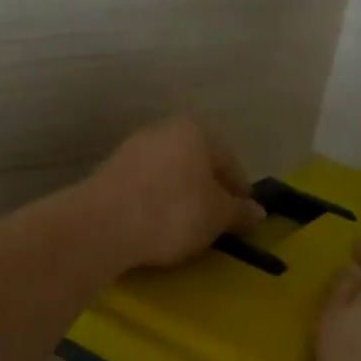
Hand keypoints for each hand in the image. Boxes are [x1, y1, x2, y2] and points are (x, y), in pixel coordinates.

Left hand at [85, 117, 264, 268]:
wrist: (101, 225)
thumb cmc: (173, 212)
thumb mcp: (217, 216)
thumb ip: (240, 212)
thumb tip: (258, 212)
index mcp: (196, 130)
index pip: (230, 162)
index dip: (240, 193)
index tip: (242, 221)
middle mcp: (163, 130)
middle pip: (198, 165)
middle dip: (209, 193)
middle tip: (216, 225)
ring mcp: (132, 149)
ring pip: (171, 175)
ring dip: (181, 199)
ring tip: (185, 230)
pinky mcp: (109, 171)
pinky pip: (145, 187)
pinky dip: (156, 204)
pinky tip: (156, 226)